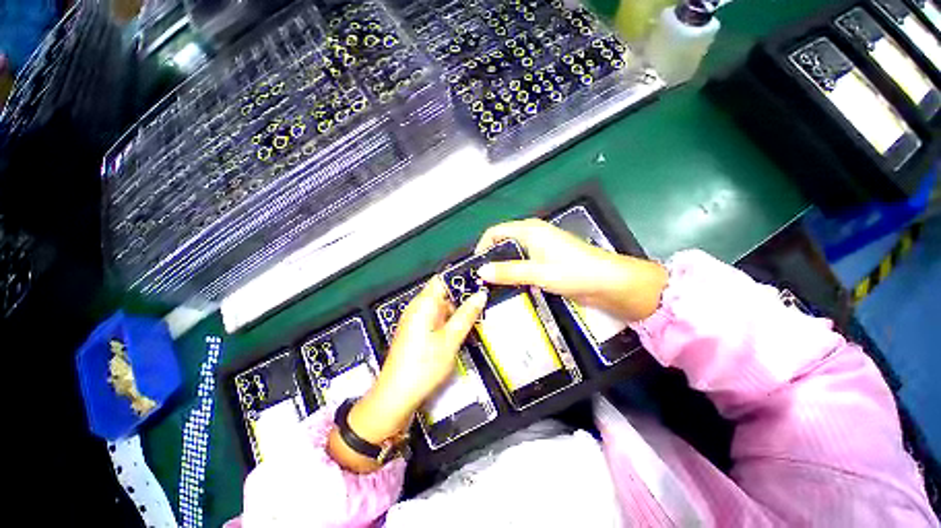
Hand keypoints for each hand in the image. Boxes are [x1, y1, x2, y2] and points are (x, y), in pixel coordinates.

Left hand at [372, 277, 486, 416]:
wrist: (396, 397)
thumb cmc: (424, 367)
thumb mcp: (451, 340)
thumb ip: (466, 315)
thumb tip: (480, 295)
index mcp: (423, 304)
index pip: (442, 279)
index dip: (461, 279)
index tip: (480, 284)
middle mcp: (417, 308)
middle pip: (443, 294)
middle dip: (462, 300)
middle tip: (481, 308)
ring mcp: (415, 321)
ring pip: (441, 309)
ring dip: (457, 314)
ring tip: (474, 323)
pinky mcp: (416, 333)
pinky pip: (436, 320)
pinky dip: (449, 324)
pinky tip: (460, 334)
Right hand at [475, 219, 667, 321]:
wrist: (610, 283)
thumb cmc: (574, 272)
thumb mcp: (538, 273)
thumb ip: (508, 271)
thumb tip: (481, 272)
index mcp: (529, 230)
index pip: (495, 232)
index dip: (482, 247)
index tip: (476, 268)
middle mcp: (532, 235)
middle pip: (502, 243)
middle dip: (491, 260)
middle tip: (481, 281)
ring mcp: (540, 249)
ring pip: (512, 255)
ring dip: (502, 268)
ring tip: (491, 287)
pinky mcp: (546, 261)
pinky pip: (523, 264)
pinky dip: (514, 274)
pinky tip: (510, 288)